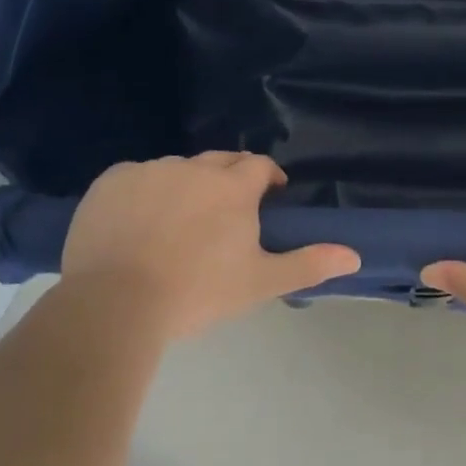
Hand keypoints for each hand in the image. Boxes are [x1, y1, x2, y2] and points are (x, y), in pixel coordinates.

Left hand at [60, 152, 359, 340]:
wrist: (114, 305)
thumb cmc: (197, 292)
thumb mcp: (259, 282)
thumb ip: (308, 264)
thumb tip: (355, 256)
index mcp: (232, 187)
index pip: (259, 165)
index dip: (268, 178)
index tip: (269, 197)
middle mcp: (193, 168)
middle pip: (220, 161)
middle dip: (229, 178)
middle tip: (226, 213)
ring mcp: (149, 171)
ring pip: (177, 169)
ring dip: (186, 185)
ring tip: (177, 222)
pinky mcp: (110, 181)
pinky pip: (135, 177)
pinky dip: (142, 192)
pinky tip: (136, 223)